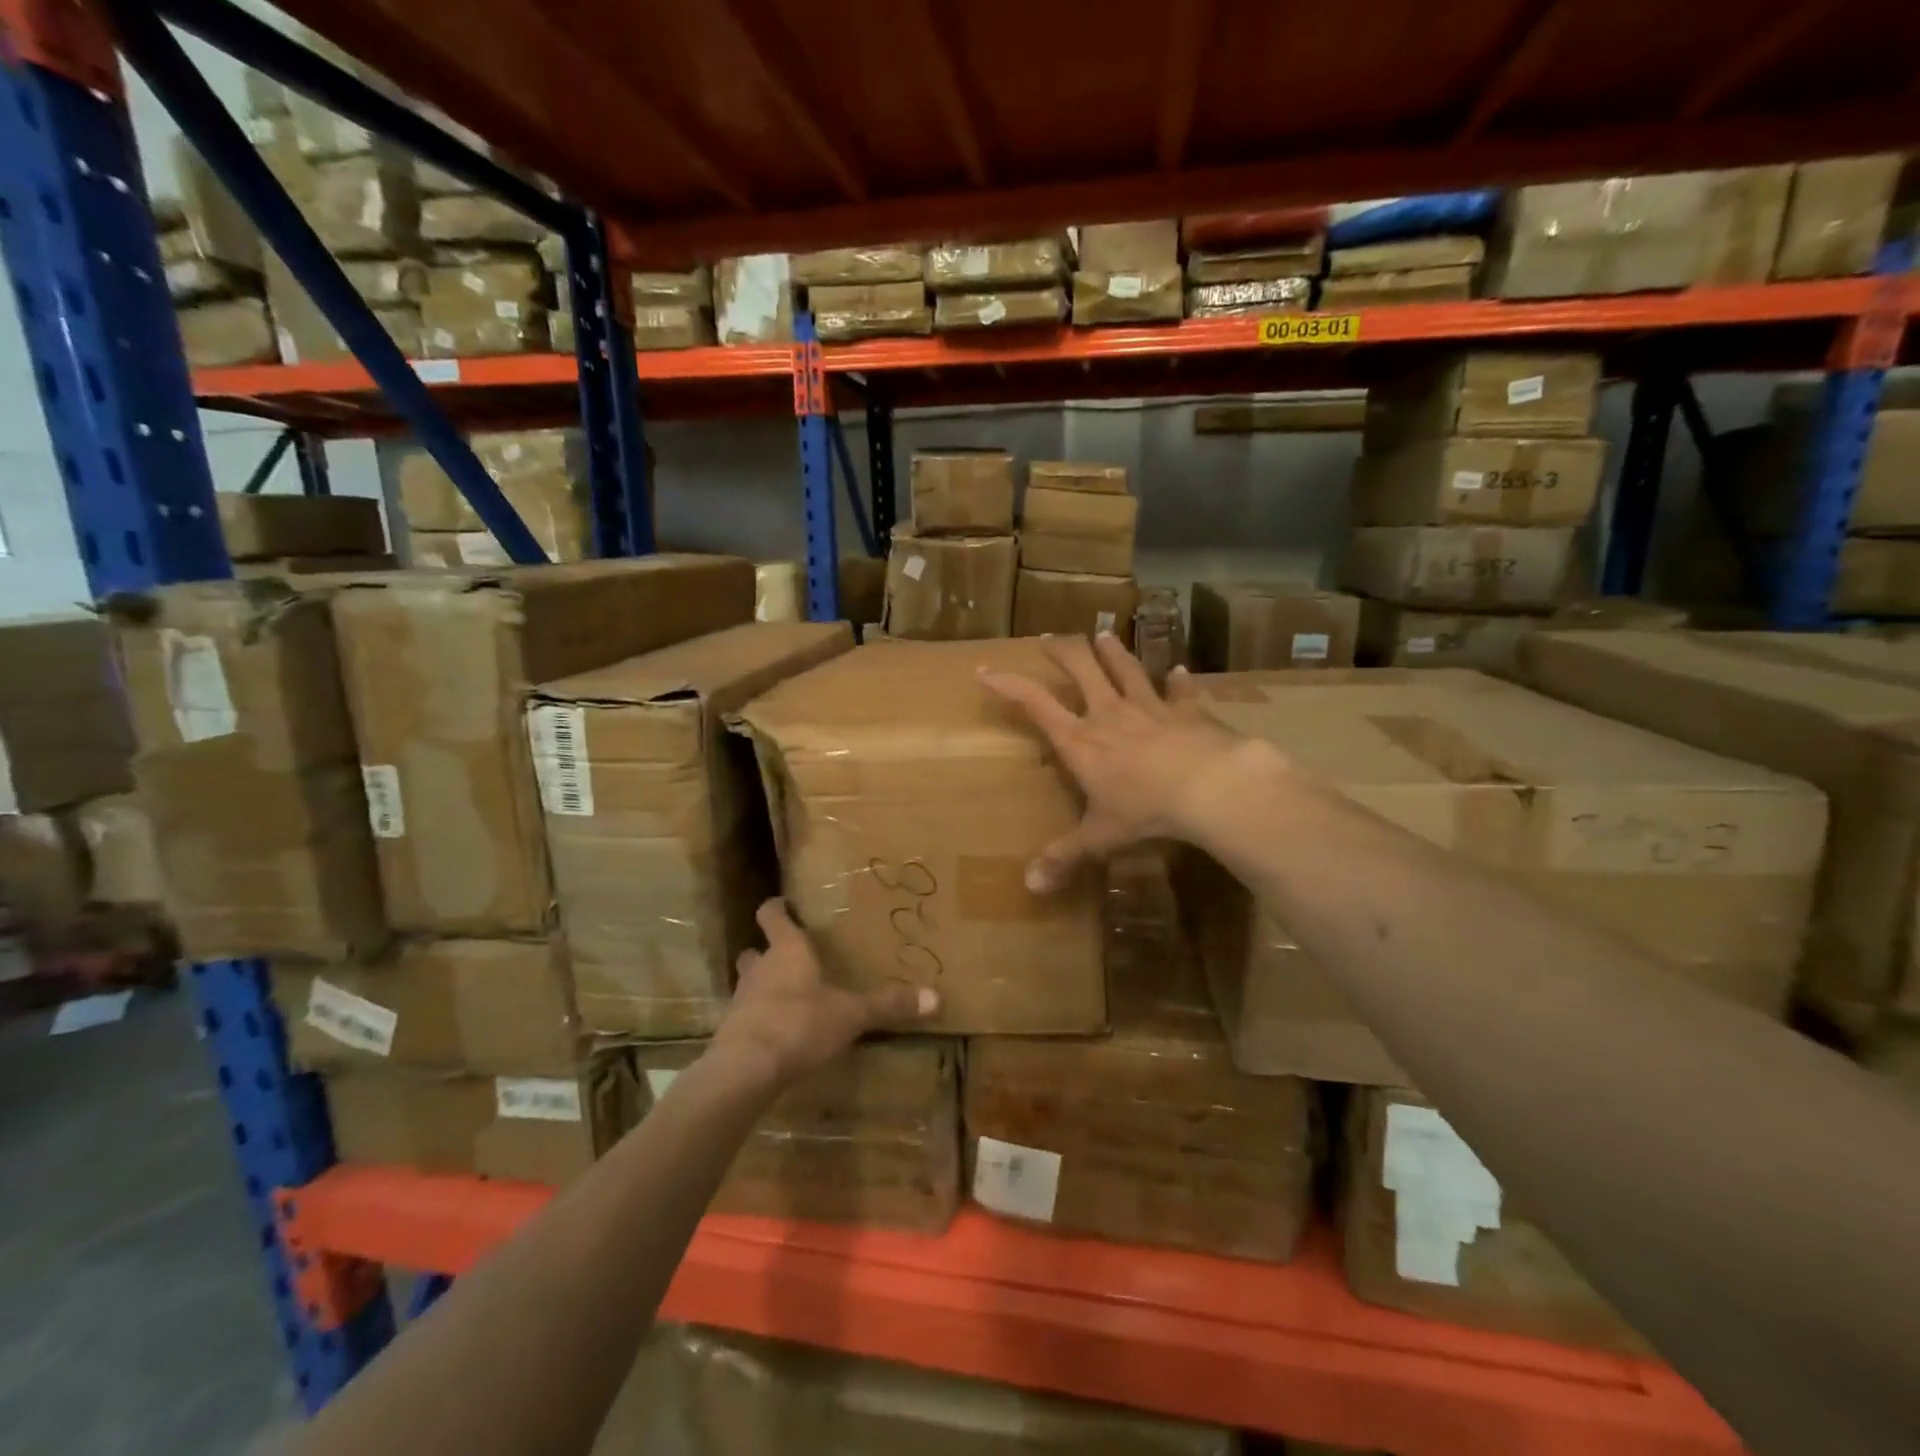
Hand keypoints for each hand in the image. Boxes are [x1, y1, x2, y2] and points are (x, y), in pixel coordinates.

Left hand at [710, 899, 938, 1086]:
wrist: (745, 1070)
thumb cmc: (799, 1024)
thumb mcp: (851, 1014)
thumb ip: (888, 1004)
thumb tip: (936, 996)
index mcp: (787, 950)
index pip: (772, 915)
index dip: (776, 908)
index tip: (784, 904)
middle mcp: (760, 968)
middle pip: (755, 950)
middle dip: (768, 951)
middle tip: (790, 956)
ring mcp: (741, 1000)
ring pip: (749, 982)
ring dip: (762, 985)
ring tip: (786, 995)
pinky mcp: (731, 1032)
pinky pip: (746, 1016)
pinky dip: (759, 1018)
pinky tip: (777, 1032)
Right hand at [980, 633, 1261, 892]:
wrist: (1211, 787)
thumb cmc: (1145, 810)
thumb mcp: (1101, 838)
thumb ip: (1066, 857)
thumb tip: (1030, 886)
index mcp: (1081, 741)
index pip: (1035, 703)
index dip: (1007, 684)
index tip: (985, 669)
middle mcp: (1110, 714)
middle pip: (1082, 668)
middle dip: (1063, 651)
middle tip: (1050, 638)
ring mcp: (1151, 707)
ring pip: (1127, 669)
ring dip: (1113, 652)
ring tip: (1104, 636)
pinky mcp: (1189, 712)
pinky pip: (1181, 691)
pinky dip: (1178, 681)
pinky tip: (1179, 672)